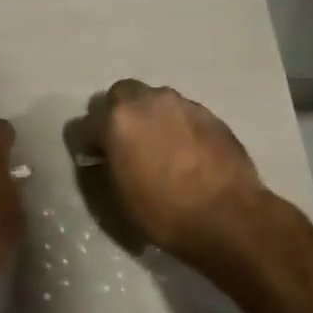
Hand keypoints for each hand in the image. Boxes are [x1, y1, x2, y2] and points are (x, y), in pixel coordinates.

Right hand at [79, 80, 267, 271]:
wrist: (229, 217)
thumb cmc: (165, 213)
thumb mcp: (120, 196)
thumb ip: (108, 164)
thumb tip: (108, 154)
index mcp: (116, 121)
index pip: (83, 124)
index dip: (86, 144)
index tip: (94, 159)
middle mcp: (146, 101)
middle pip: (118, 95)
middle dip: (115, 114)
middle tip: (123, 142)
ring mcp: (180, 103)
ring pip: (152, 99)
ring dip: (147, 116)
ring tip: (157, 145)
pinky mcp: (208, 113)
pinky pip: (180, 112)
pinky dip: (175, 124)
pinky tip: (184, 150)